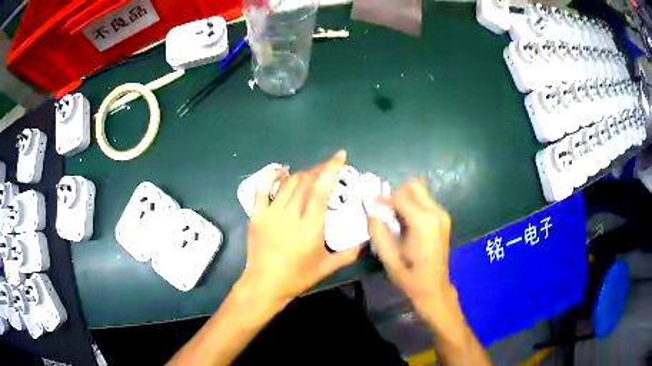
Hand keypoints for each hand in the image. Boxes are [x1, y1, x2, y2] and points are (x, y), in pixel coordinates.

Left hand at [238, 151, 361, 305]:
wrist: (265, 284)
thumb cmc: (297, 277)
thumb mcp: (328, 267)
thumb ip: (349, 253)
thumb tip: (366, 240)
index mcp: (310, 227)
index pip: (321, 189)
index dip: (331, 169)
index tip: (340, 156)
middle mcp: (290, 215)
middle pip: (306, 182)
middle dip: (319, 170)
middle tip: (328, 169)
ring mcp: (271, 213)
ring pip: (288, 183)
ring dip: (302, 175)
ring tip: (311, 177)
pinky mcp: (257, 214)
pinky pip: (262, 188)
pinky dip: (272, 175)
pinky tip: (282, 171)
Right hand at [368, 180, 455, 323]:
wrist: (434, 289)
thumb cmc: (409, 277)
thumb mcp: (388, 257)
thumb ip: (378, 231)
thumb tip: (370, 210)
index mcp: (423, 222)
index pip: (400, 195)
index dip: (383, 198)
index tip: (370, 205)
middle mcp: (436, 213)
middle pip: (413, 186)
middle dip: (395, 194)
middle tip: (383, 210)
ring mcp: (442, 215)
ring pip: (420, 191)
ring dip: (404, 198)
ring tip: (393, 217)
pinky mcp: (444, 219)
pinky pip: (425, 201)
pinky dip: (412, 204)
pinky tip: (405, 222)